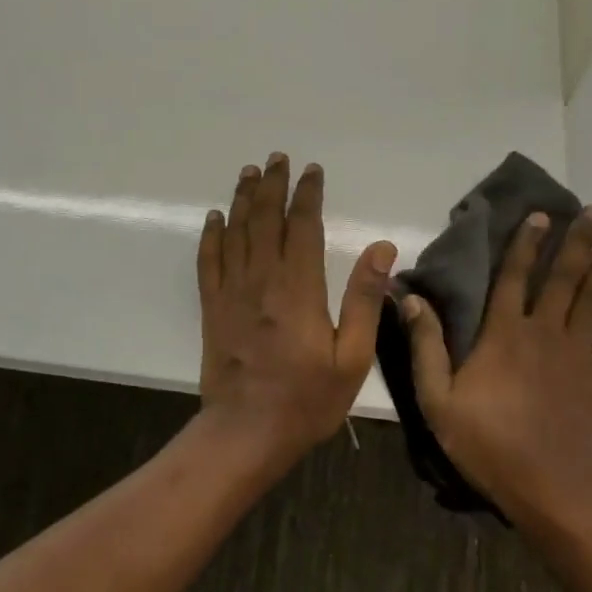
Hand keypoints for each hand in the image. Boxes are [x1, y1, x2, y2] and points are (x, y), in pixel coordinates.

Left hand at [197, 154, 397, 456]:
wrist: (246, 433)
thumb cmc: (307, 400)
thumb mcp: (352, 358)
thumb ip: (365, 300)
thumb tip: (381, 248)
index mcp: (298, 289)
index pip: (303, 226)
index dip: (307, 194)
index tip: (312, 170)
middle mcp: (262, 280)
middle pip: (265, 219)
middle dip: (272, 185)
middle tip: (276, 158)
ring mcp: (232, 293)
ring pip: (236, 233)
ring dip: (242, 199)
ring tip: (248, 173)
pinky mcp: (213, 308)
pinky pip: (209, 262)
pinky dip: (212, 236)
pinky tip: (215, 218)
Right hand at [400, 207, 591, 528]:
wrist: (552, 487)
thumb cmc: (488, 443)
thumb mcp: (438, 400)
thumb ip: (425, 347)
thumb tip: (410, 299)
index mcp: (503, 334)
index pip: (514, 278)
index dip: (525, 245)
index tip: (540, 215)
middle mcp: (543, 333)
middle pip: (562, 279)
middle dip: (577, 242)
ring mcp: (577, 354)